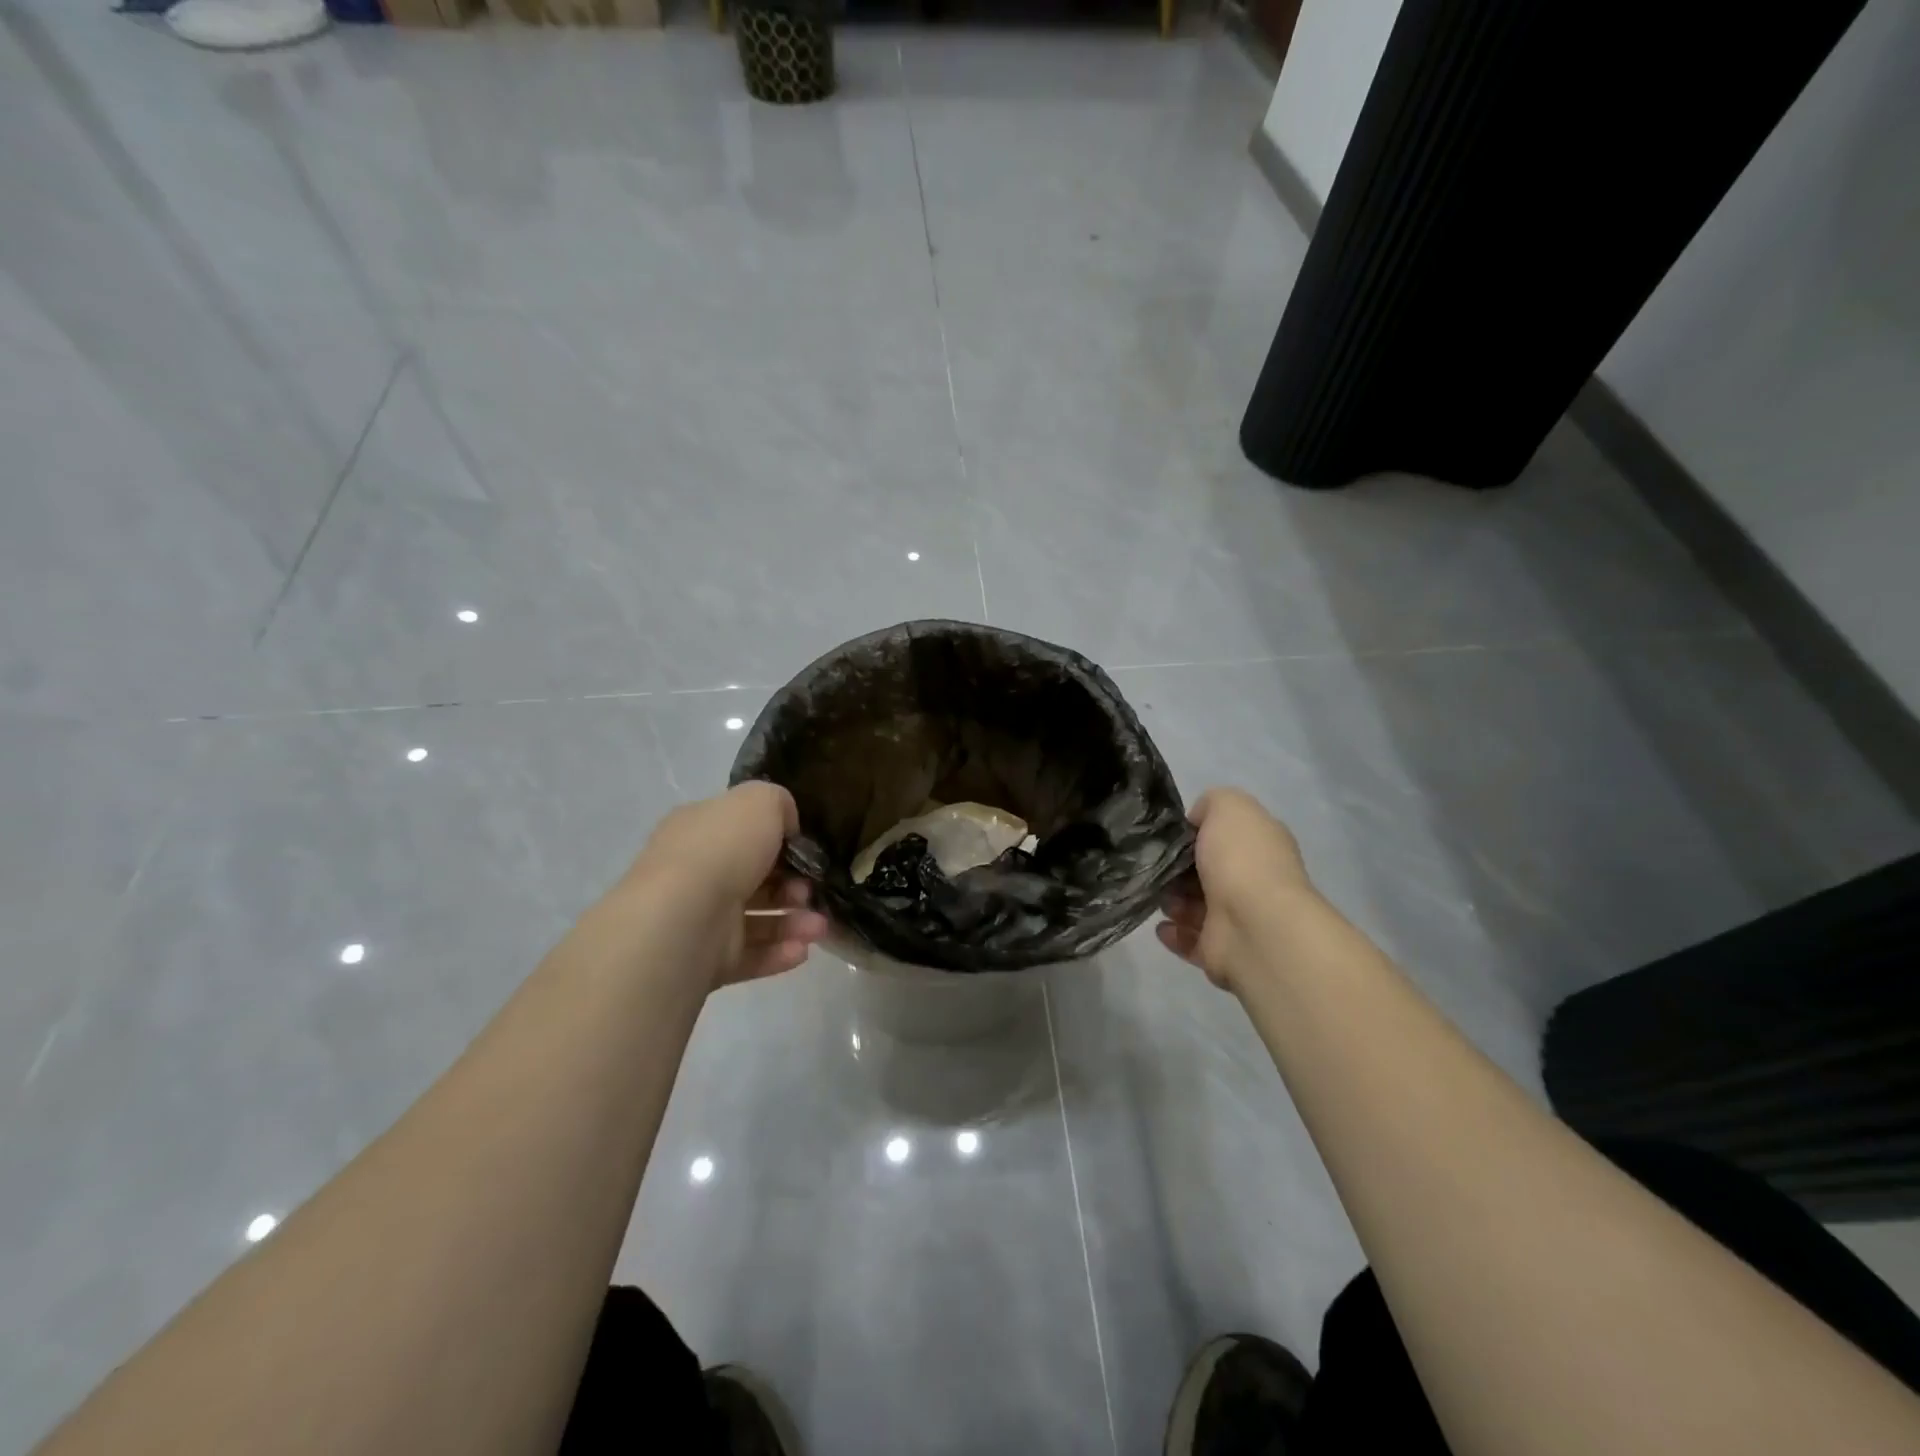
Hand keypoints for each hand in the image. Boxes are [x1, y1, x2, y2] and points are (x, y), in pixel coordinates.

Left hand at [624, 782, 830, 989]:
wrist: (683, 919)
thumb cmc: (723, 850)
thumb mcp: (760, 801)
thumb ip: (779, 804)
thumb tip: (786, 825)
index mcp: (699, 832)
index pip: (741, 832)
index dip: (778, 840)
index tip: (806, 850)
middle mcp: (696, 874)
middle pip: (754, 879)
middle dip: (792, 885)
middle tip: (810, 890)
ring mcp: (699, 920)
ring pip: (756, 920)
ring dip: (794, 921)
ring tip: (818, 927)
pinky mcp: (706, 961)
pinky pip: (750, 956)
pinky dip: (779, 953)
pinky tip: (802, 950)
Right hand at [1156, 787, 1315, 990]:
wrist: (1255, 926)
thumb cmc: (1241, 860)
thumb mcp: (1229, 806)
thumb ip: (1212, 802)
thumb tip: (1198, 820)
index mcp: (1260, 846)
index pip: (1225, 835)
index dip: (1196, 832)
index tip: (1170, 834)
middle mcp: (1252, 881)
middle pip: (1206, 872)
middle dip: (1177, 869)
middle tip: (1155, 866)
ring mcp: (1238, 919)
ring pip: (1195, 906)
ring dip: (1172, 900)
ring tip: (1158, 897)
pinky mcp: (1221, 952)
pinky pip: (1190, 940)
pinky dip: (1173, 932)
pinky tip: (1161, 925)